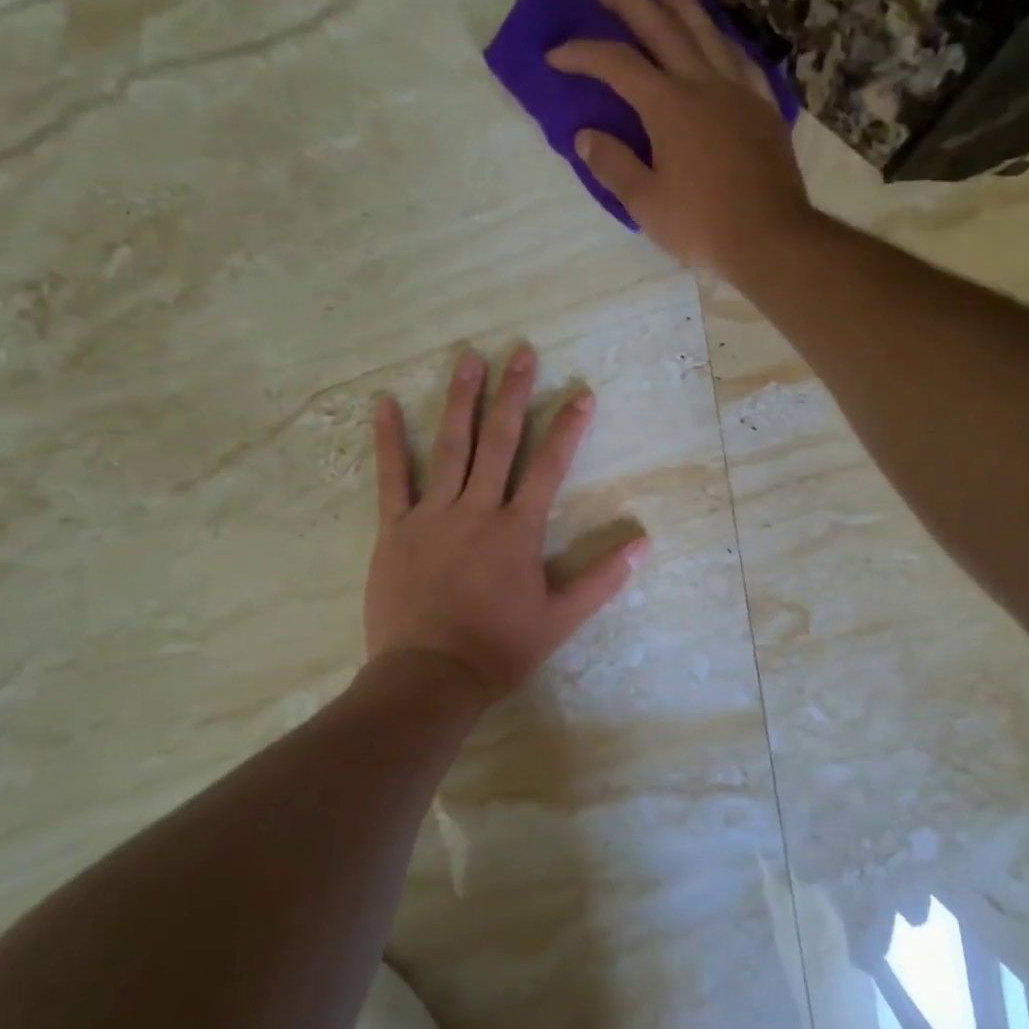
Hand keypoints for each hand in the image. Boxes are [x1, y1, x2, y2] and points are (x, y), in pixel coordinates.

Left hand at [364, 344, 646, 704]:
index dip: (567, 429)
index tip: (581, 395)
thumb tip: (644, 544)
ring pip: (450, 447)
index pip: (549, 468)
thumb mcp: (560, 619)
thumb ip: (602, 579)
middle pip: (499, 442)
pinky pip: (392, 477)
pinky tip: (384, 403)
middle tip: (522, 352)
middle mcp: (477, 510)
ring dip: (461, 400)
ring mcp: (432, 515)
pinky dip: (389, 440)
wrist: (430, 676)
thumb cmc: (499, 648)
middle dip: (513, 394)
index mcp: (517, 530)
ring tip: (469, 358)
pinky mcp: (396, 528)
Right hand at [547, 0, 813, 273]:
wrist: (770, 238)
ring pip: (706, 30)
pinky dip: (721, 39)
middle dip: (628, 1)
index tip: (555, 55)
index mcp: (669, 106)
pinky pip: (740, 58)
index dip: (582, 54)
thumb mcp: (646, 204)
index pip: (617, 65)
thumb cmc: (702, 225)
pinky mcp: (763, 107)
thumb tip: (585, 136)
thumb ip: (613, 166)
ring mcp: (739, 91)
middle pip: (662, 28)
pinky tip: (716, 36)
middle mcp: (704, 84)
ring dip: (679, 0)